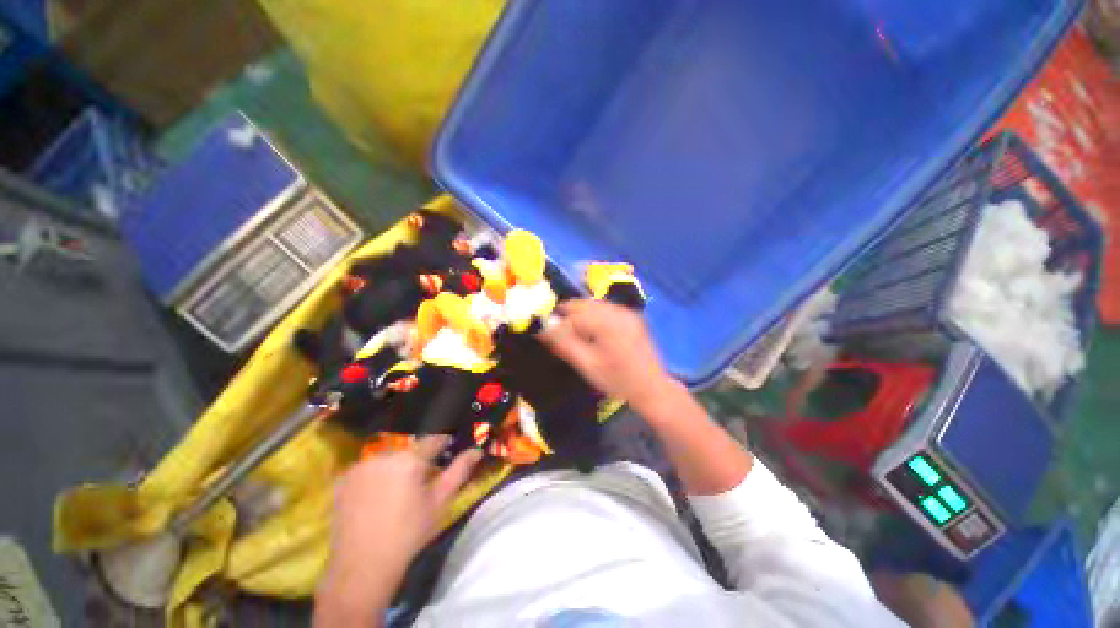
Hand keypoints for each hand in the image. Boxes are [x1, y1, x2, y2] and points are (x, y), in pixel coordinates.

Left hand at [316, 436, 481, 624]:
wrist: (362, 567)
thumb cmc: (409, 534)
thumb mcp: (440, 502)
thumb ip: (459, 471)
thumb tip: (476, 451)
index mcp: (409, 459)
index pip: (433, 439)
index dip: (444, 443)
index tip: (449, 450)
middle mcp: (383, 456)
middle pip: (409, 448)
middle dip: (419, 458)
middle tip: (423, 477)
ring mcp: (360, 467)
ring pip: (388, 457)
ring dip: (397, 465)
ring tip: (400, 488)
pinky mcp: (343, 480)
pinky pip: (368, 468)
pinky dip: (376, 474)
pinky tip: (377, 495)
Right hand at [539, 300, 675, 411]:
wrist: (652, 388)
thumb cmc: (617, 380)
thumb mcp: (587, 365)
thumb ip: (564, 344)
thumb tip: (544, 329)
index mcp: (607, 322)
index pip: (573, 314)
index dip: (558, 322)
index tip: (547, 333)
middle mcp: (618, 311)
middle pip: (585, 304)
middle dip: (568, 314)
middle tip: (558, 330)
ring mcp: (627, 313)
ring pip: (595, 305)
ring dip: (581, 314)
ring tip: (574, 331)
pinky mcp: (632, 317)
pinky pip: (607, 309)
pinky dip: (594, 315)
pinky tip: (592, 330)